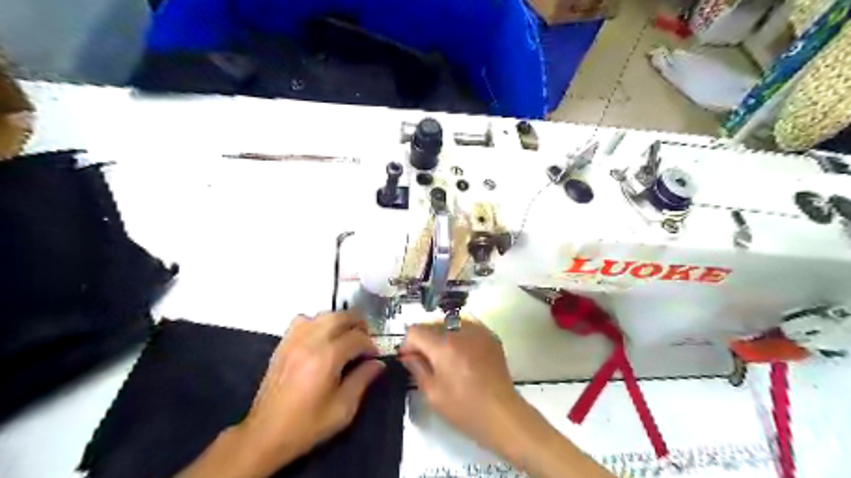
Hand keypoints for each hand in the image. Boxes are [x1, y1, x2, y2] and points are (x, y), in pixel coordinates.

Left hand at [238, 311, 385, 472]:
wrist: (265, 435)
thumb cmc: (307, 425)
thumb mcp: (343, 409)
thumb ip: (362, 380)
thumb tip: (377, 364)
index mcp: (327, 358)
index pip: (357, 338)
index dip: (370, 344)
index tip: (374, 356)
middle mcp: (310, 342)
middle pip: (341, 317)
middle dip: (358, 324)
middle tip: (366, 338)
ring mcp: (294, 341)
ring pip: (322, 315)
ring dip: (339, 321)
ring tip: (347, 335)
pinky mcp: (283, 344)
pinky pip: (303, 320)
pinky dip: (317, 322)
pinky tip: (321, 337)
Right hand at [400, 320, 528, 457]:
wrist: (502, 413)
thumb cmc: (464, 407)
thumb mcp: (432, 393)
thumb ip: (417, 368)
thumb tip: (408, 355)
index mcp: (443, 345)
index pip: (415, 330)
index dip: (407, 344)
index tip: (409, 359)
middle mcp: (460, 331)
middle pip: (432, 324)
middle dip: (424, 339)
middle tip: (425, 360)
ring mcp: (478, 331)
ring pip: (450, 323)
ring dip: (442, 335)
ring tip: (445, 356)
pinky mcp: (490, 336)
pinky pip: (467, 327)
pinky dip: (459, 335)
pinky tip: (462, 354)